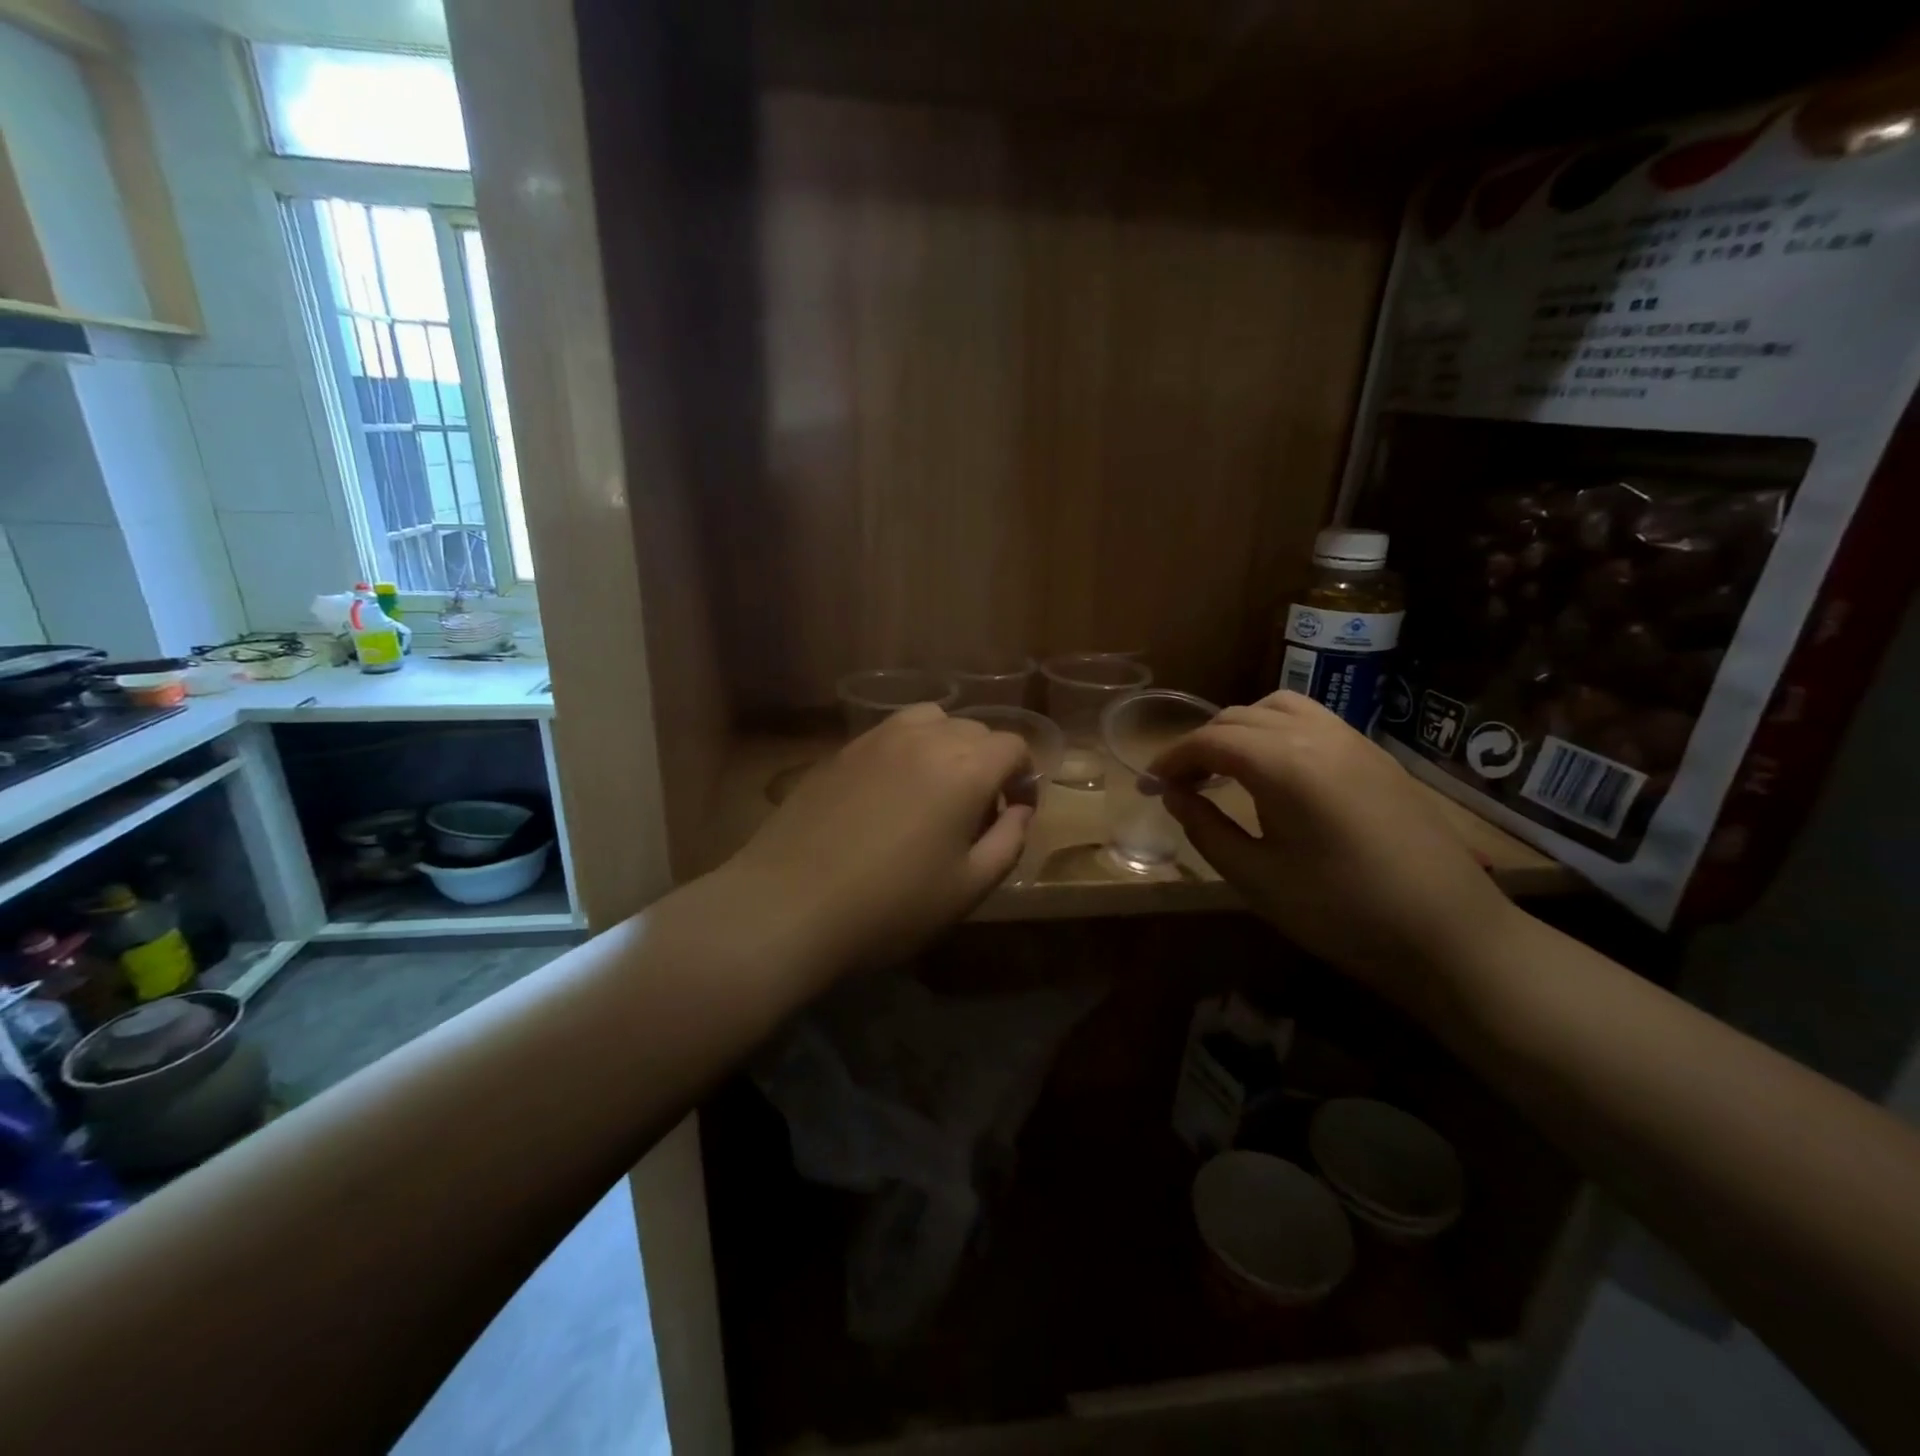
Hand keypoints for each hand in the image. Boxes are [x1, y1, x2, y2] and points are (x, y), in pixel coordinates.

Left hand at [725, 705, 1035, 974]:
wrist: (790, 905)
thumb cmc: (890, 906)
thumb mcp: (968, 888)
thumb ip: (1008, 842)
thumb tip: (1019, 811)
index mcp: (965, 768)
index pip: (1012, 746)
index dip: (1023, 777)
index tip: (1014, 812)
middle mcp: (925, 739)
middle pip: (974, 730)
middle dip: (988, 762)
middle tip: (976, 811)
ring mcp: (877, 739)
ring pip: (931, 720)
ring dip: (947, 746)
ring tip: (935, 789)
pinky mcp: (841, 750)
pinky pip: (890, 733)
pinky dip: (908, 749)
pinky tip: (890, 792)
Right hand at [1149, 692, 1515, 1009]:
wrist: (1450, 935)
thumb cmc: (1342, 913)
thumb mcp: (1257, 878)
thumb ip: (1206, 828)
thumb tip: (1174, 795)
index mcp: (1286, 765)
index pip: (1210, 740)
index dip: (1172, 759)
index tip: (1149, 785)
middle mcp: (1318, 736)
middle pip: (1240, 717)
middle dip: (1201, 744)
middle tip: (1180, 784)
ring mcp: (1353, 741)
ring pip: (1278, 708)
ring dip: (1240, 729)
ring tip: (1225, 769)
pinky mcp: (1375, 756)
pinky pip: (1312, 721)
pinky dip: (1276, 732)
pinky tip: (1274, 773)